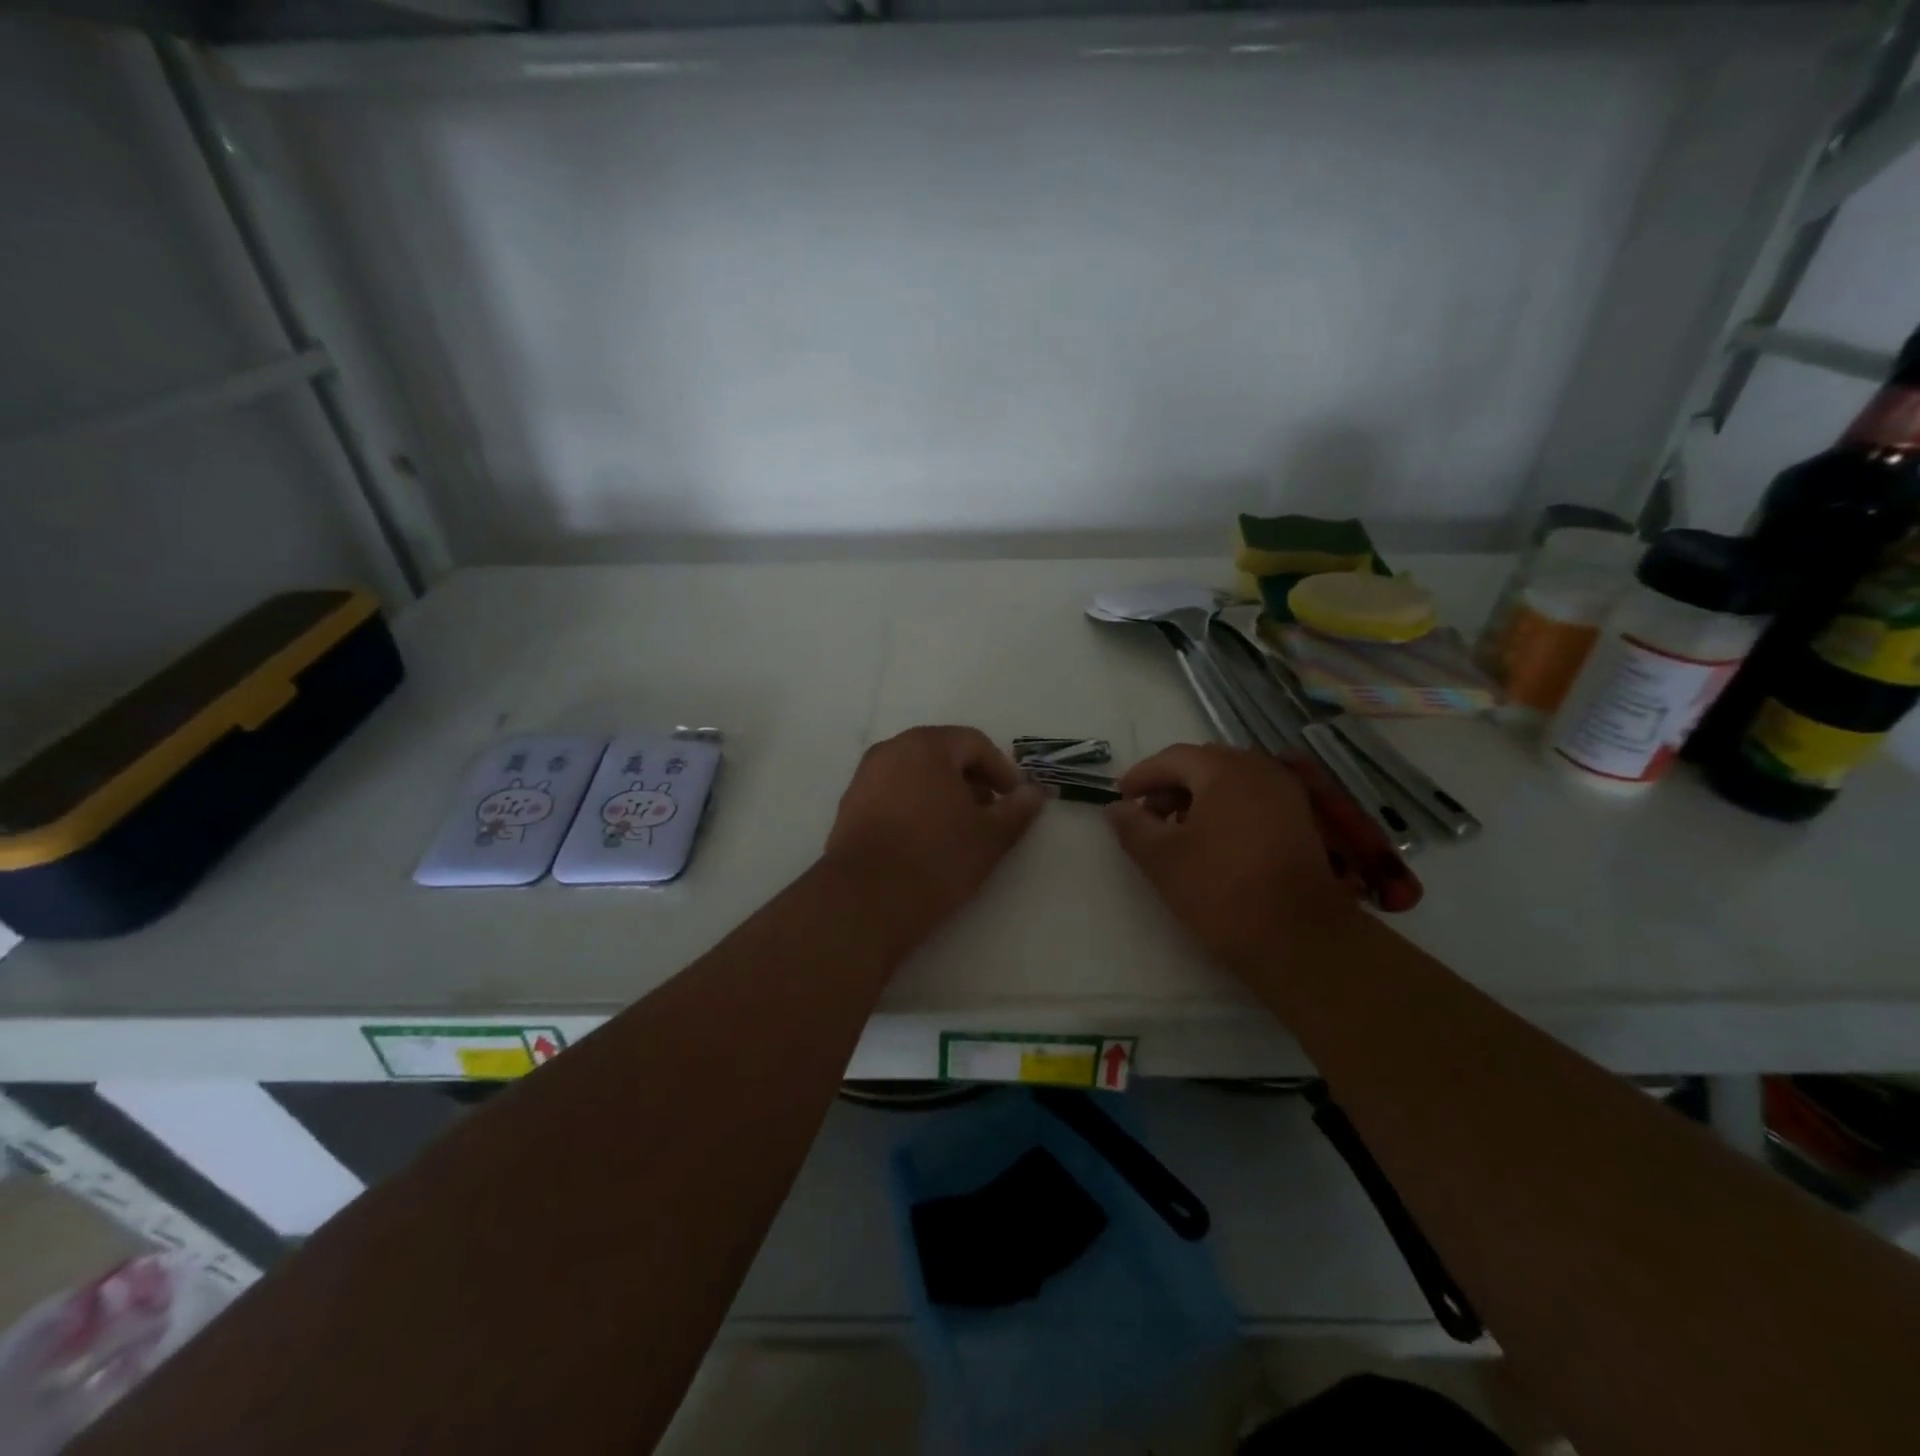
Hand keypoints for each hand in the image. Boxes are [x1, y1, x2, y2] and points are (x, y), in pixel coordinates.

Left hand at [824, 726, 1044, 923]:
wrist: (866, 900)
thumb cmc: (937, 858)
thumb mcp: (990, 837)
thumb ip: (1017, 810)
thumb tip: (1034, 793)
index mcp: (926, 745)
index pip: (974, 743)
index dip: (1001, 769)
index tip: (1015, 799)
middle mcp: (891, 751)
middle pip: (942, 754)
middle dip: (971, 780)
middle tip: (990, 813)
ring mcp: (864, 778)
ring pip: (915, 774)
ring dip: (943, 794)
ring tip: (960, 830)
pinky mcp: (849, 807)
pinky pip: (892, 794)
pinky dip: (915, 806)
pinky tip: (926, 840)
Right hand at [1106, 743, 1361, 972]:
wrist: (1299, 938)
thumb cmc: (1221, 891)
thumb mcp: (1162, 859)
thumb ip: (1133, 826)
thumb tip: (1116, 807)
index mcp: (1224, 770)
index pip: (1173, 758)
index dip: (1142, 776)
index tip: (1120, 797)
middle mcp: (1260, 769)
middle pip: (1204, 764)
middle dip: (1170, 785)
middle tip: (1145, 814)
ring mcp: (1285, 794)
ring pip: (1230, 782)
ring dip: (1197, 798)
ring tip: (1175, 831)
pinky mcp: (1299, 821)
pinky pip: (1252, 799)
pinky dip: (1225, 809)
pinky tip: (1211, 841)